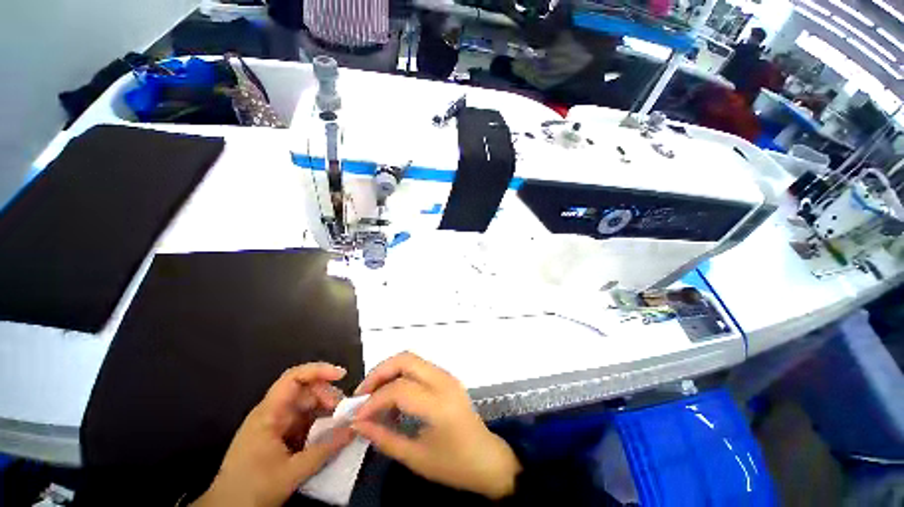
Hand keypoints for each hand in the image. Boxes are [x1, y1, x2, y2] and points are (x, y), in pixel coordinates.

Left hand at [193, 363, 354, 506]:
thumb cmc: (251, 490)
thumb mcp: (290, 473)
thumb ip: (324, 450)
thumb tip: (353, 429)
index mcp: (269, 414)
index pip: (294, 378)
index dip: (319, 370)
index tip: (341, 375)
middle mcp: (273, 412)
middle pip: (305, 390)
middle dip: (328, 396)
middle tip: (344, 412)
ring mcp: (276, 423)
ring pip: (307, 405)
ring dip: (326, 410)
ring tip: (340, 424)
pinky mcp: (280, 435)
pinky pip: (305, 420)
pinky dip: (320, 423)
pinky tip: (329, 433)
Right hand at [352, 353, 521, 499]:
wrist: (487, 459)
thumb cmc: (454, 465)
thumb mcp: (416, 458)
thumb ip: (384, 438)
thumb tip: (358, 423)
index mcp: (439, 404)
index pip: (399, 389)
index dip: (373, 401)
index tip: (357, 417)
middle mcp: (444, 381)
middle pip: (405, 359)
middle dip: (379, 372)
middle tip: (362, 394)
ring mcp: (447, 376)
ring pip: (412, 359)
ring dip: (389, 371)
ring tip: (374, 395)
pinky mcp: (447, 377)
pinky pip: (419, 367)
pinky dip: (401, 375)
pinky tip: (393, 397)